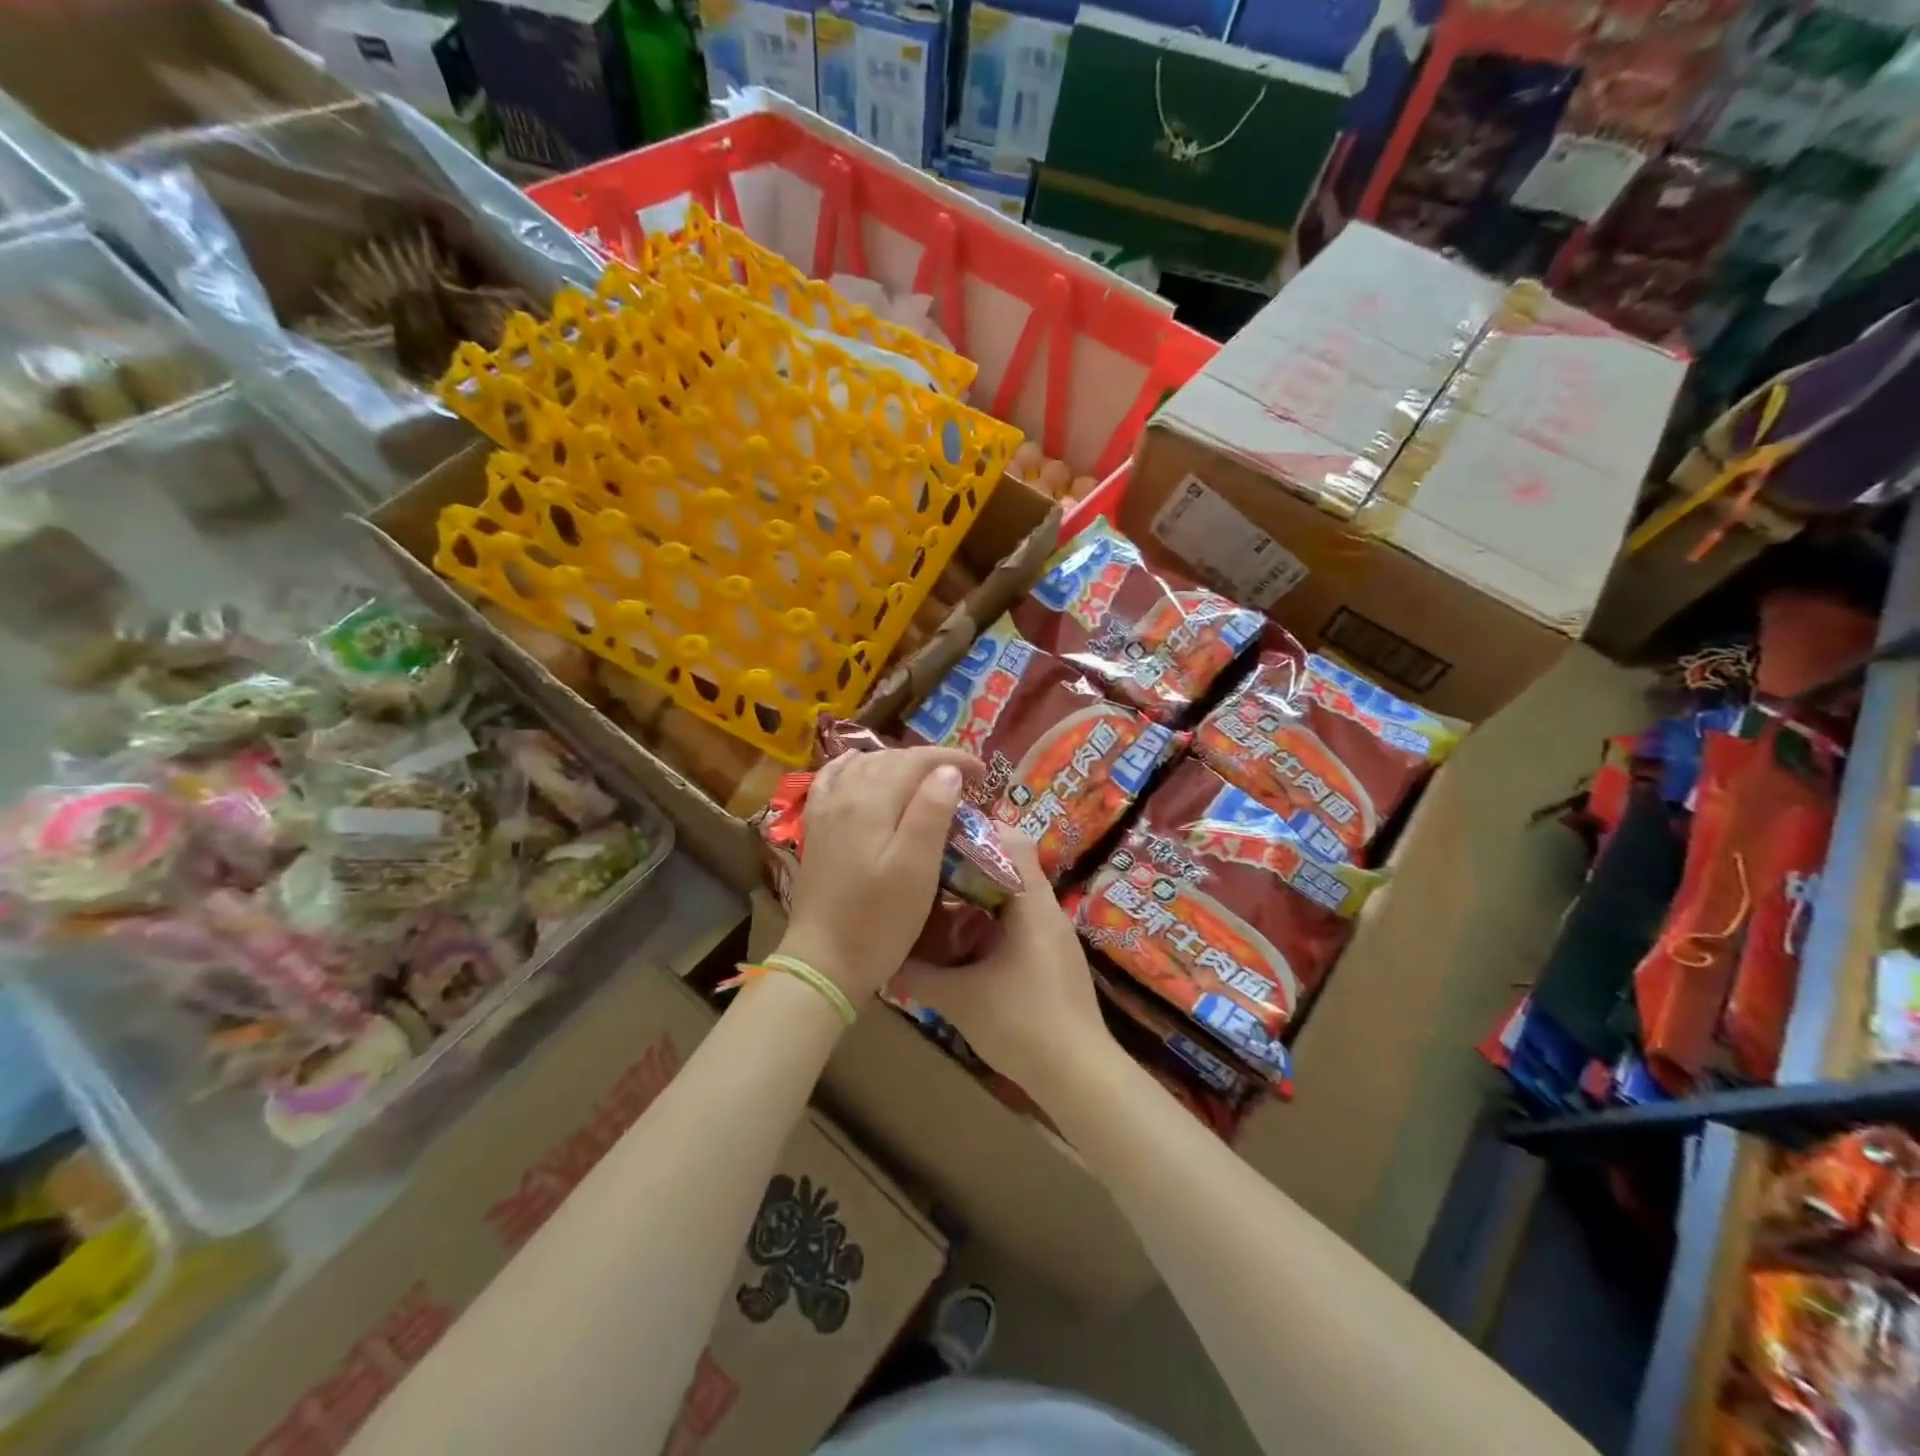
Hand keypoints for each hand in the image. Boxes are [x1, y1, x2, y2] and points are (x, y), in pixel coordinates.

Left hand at [778, 746, 980, 1001]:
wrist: (824, 961)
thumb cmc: (879, 920)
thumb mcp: (917, 869)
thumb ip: (931, 813)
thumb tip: (947, 770)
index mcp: (873, 802)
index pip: (917, 761)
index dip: (953, 759)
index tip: (983, 773)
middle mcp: (845, 794)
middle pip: (891, 759)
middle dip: (930, 761)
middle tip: (963, 779)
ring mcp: (825, 810)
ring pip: (864, 764)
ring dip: (898, 762)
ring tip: (925, 778)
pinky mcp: (815, 827)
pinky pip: (832, 779)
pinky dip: (853, 766)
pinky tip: (861, 768)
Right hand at [894, 830, 1112, 1097]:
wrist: (1079, 1076)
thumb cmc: (1022, 1023)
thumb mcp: (959, 998)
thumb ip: (917, 976)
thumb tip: (882, 960)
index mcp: (1032, 903)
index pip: (1010, 840)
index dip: (974, 831)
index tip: (936, 837)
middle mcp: (1047, 910)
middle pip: (1008, 867)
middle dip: (966, 867)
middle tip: (925, 872)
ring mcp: (1053, 936)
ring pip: (1012, 898)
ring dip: (977, 898)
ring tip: (936, 905)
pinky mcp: (1053, 960)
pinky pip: (1019, 924)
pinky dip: (990, 924)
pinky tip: (962, 946)